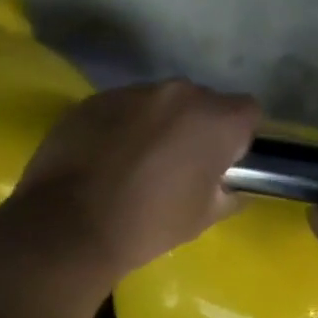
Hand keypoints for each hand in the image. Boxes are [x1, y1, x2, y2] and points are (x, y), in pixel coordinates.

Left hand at [12, 79, 261, 283]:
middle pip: (202, 101)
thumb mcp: (205, 217)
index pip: (248, 111)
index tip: (222, 162)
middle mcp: (177, 92)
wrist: (69, 226)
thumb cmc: (149, 223)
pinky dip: (122, 126)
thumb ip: (229, 192)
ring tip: (138, 162)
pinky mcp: (94, 100)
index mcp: (215, 119)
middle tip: (181, 164)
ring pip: (160, 102)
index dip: (239, 137)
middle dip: (198, 127)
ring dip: (158, 124)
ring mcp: (131, 92)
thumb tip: (231, 185)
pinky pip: (122, 108)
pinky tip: (107, 158)